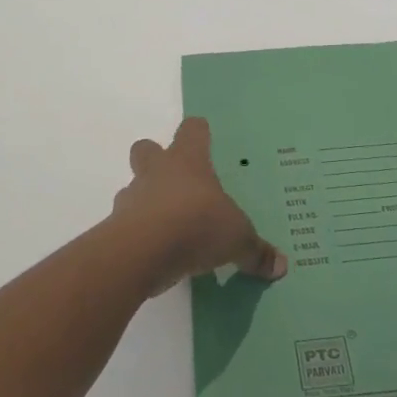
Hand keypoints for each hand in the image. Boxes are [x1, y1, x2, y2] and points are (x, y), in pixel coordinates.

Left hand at [108, 117, 286, 292]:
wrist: (141, 251)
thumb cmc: (196, 225)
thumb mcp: (238, 239)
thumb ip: (256, 251)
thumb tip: (281, 266)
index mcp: (188, 161)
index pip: (192, 130)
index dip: (198, 133)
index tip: (204, 138)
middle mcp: (157, 171)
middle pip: (147, 149)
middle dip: (156, 159)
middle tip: (176, 181)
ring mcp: (132, 198)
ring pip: (133, 188)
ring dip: (146, 202)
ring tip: (169, 227)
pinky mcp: (115, 228)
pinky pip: (127, 224)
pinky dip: (139, 235)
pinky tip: (157, 254)